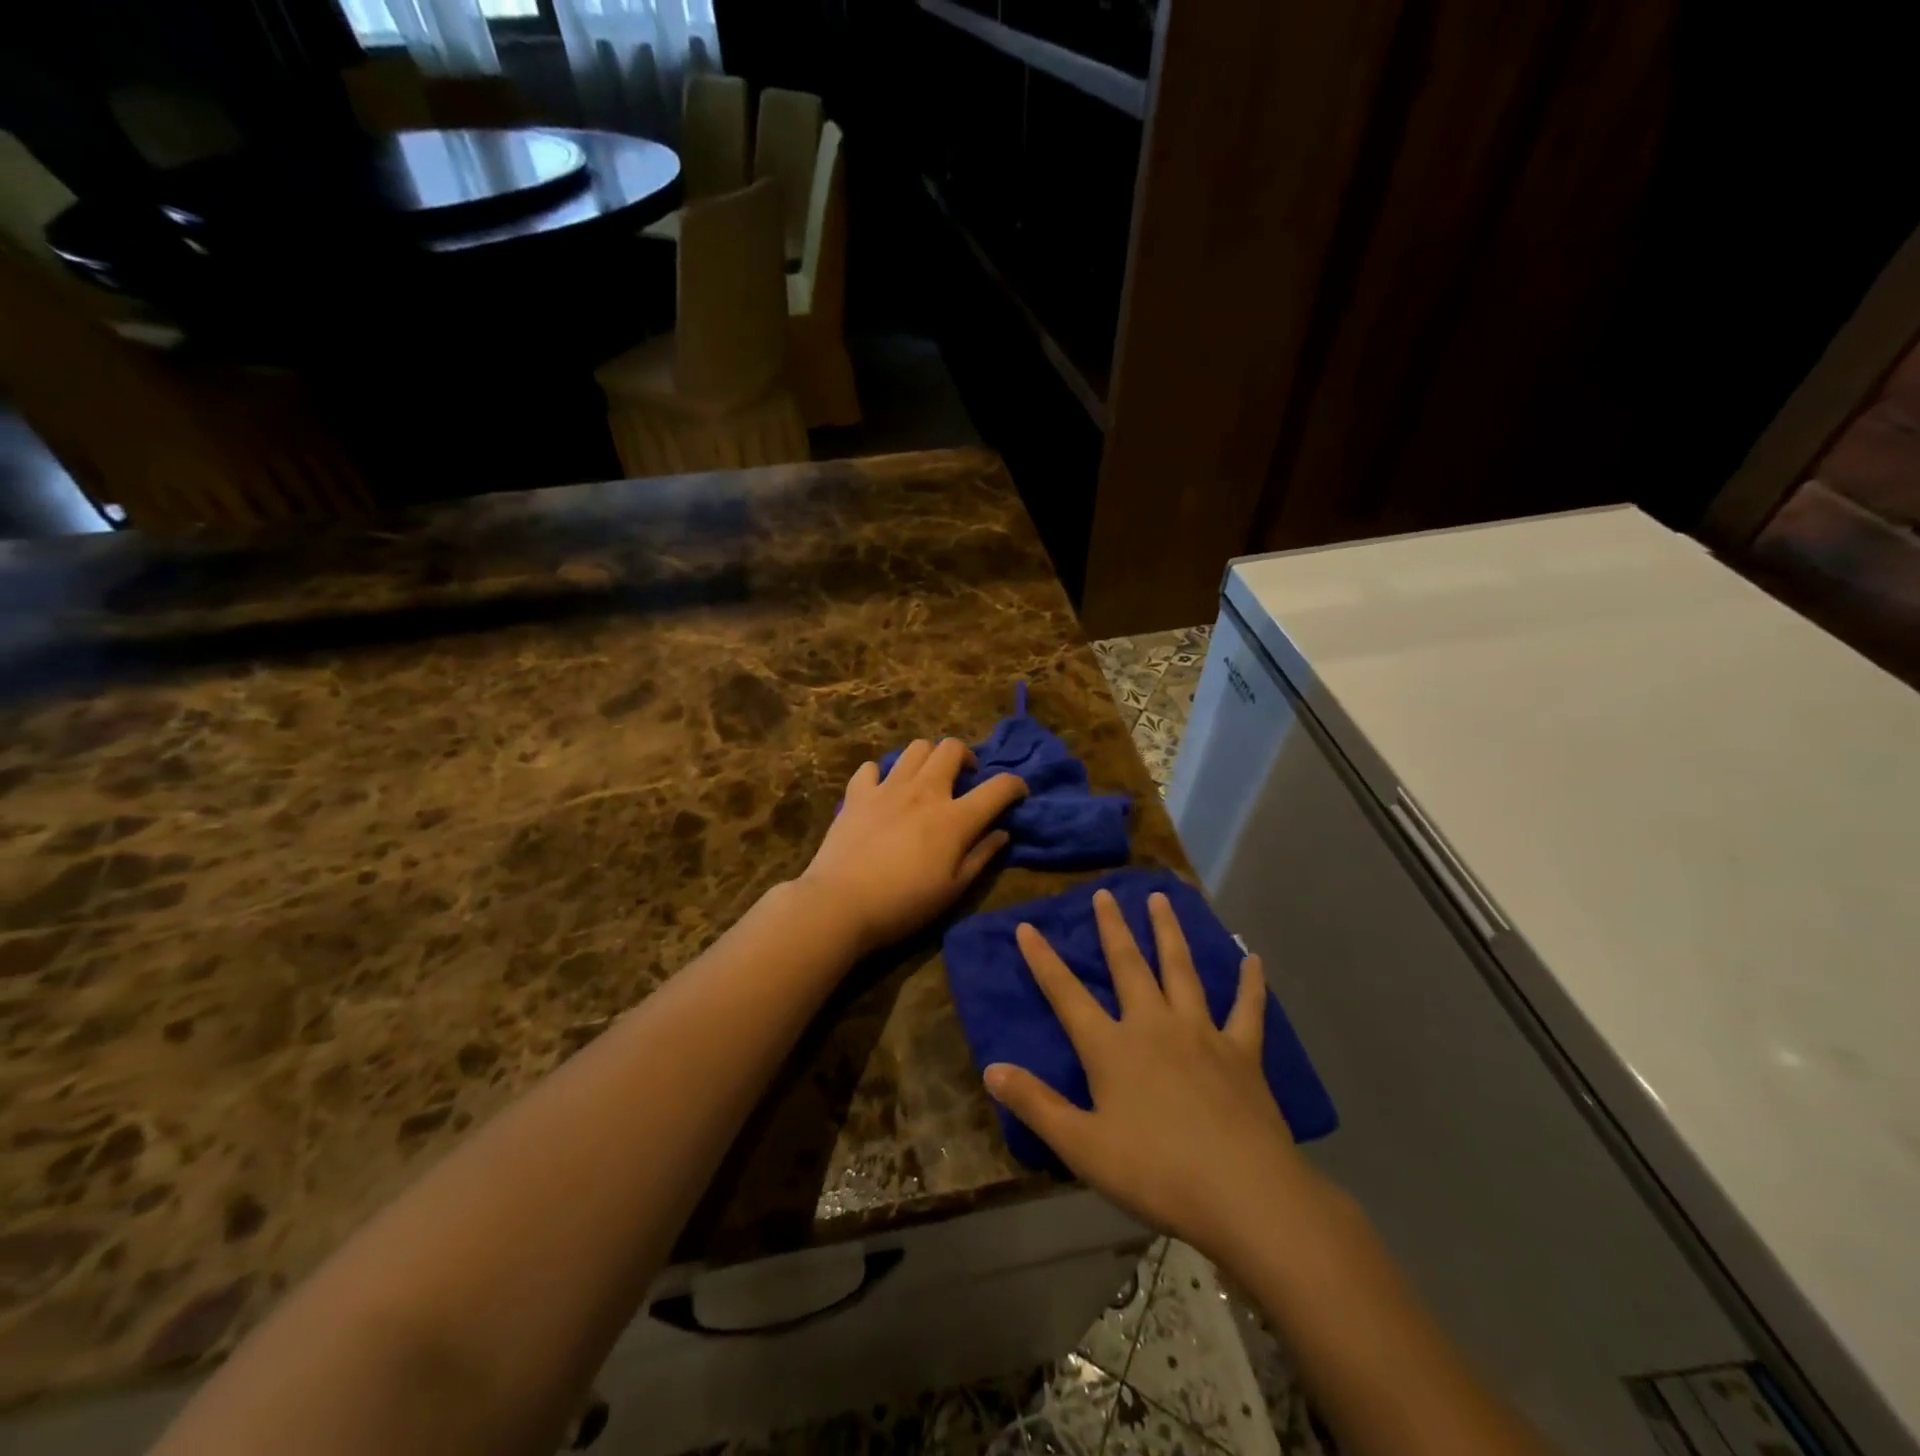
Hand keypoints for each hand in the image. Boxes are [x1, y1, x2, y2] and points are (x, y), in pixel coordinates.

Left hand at [799, 738, 1028, 956]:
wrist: (841, 904)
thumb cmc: (904, 904)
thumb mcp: (953, 889)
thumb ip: (981, 856)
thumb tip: (1002, 833)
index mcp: (954, 818)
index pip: (998, 787)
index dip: (1015, 785)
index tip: (1017, 794)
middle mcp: (925, 791)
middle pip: (951, 748)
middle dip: (966, 756)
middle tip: (965, 777)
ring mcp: (888, 788)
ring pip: (915, 748)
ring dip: (928, 757)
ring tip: (927, 778)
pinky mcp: (857, 794)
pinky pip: (871, 767)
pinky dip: (881, 774)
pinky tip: (883, 790)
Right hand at [984, 889, 1319, 1261]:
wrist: (1243, 1194)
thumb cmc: (1156, 1173)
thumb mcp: (1083, 1147)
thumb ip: (1036, 1104)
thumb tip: (991, 1068)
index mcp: (1112, 1048)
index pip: (1067, 995)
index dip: (1044, 960)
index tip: (1027, 927)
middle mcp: (1154, 1026)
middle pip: (1129, 966)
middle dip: (1113, 928)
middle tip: (1106, 893)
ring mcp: (1202, 1033)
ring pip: (1181, 970)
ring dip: (1169, 932)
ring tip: (1161, 898)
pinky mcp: (1242, 1052)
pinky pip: (1247, 1009)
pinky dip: (1249, 983)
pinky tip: (1252, 959)